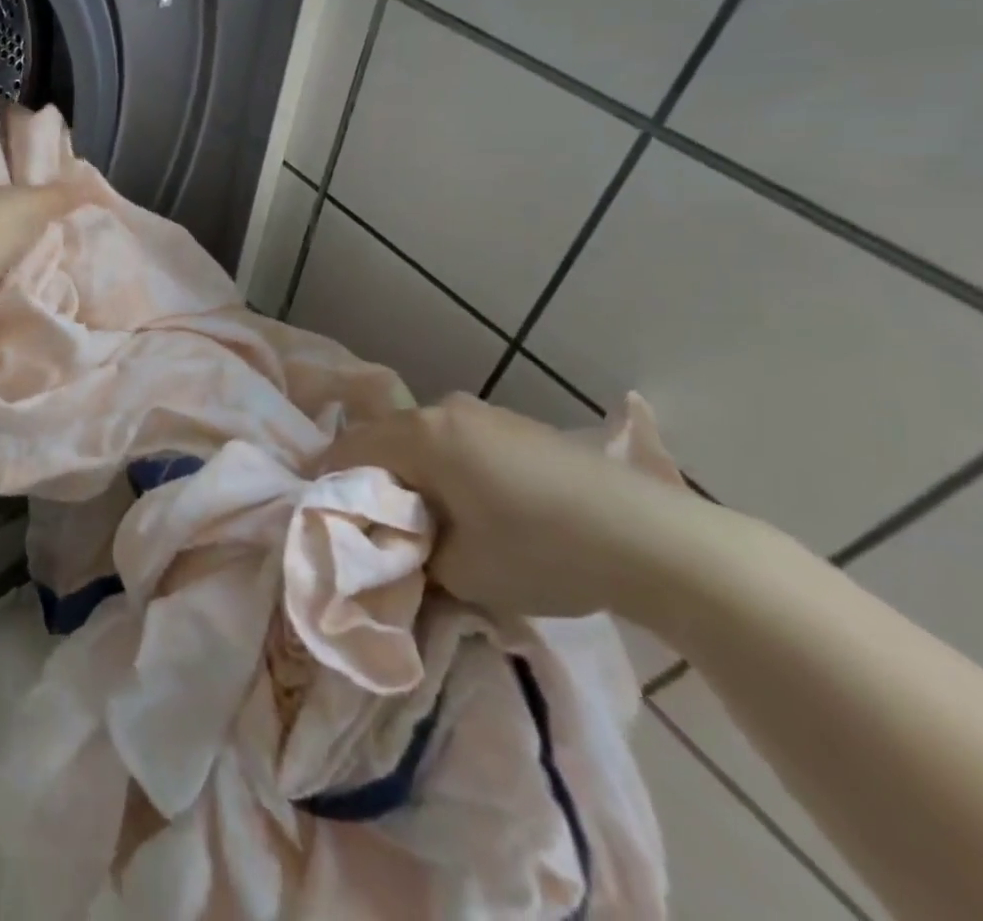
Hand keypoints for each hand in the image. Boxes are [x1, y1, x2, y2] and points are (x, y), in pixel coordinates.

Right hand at [349, 393, 719, 621]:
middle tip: (377, 525)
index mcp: (421, 436)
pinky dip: (450, 469)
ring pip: (426, 439)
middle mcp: (446, 410)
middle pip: (386, 439)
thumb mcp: (462, 573)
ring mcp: (487, 413)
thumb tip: (403, 551)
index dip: (330, 483)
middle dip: (374, 479)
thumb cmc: (543, 552)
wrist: (654, 540)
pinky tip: (478, 508)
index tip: (328, 518)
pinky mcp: (520, 426)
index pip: (350, 450)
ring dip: (415, 473)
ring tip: (429, 520)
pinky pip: (461, 441)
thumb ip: (414, 558)